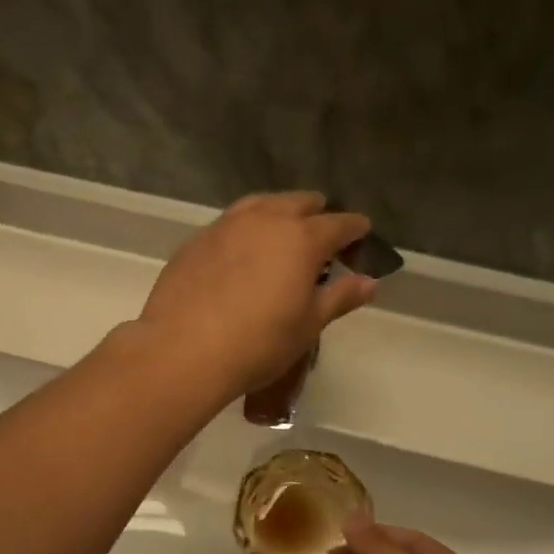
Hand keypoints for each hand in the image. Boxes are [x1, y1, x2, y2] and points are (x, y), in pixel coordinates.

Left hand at [138, 192, 375, 397]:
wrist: (184, 350)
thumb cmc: (258, 343)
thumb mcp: (308, 325)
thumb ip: (340, 297)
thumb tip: (369, 282)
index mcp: (301, 239)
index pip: (339, 224)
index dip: (355, 229)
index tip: (362, 234)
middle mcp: (265, 220)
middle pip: (299, 203)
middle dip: (317, 213)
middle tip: (322, 234)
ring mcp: (226, 226)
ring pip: (261, 204)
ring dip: (278, 212)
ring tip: (282, 231)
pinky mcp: (196, 240)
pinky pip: (230, 223)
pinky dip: (246, 229)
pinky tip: (242, 250)